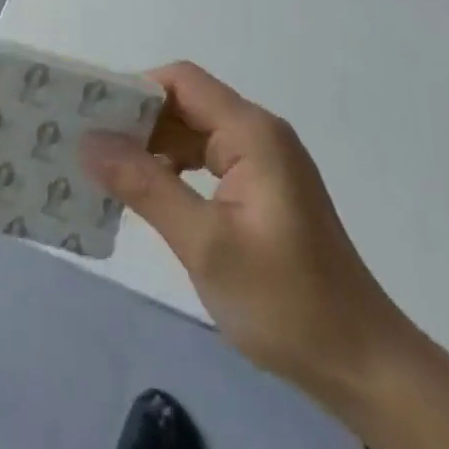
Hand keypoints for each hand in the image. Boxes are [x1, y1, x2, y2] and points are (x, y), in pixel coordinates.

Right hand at [82, 62, 407, 411]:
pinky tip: (145, 194)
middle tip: (85, 145)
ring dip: (151, 146)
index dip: (134, 90)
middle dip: (136, 120)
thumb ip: (146, 186)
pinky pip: (206, 160)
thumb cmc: (286, 303)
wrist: (363, 366)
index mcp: (251, 133)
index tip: (90, 116)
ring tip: (104, 170)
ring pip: (192, 132)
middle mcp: (258, 135)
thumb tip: (89, 142)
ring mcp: (262, 163)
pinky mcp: (261, 190)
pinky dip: (172, 169)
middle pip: (185, 103)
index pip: (181, 81)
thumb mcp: (205, 244)